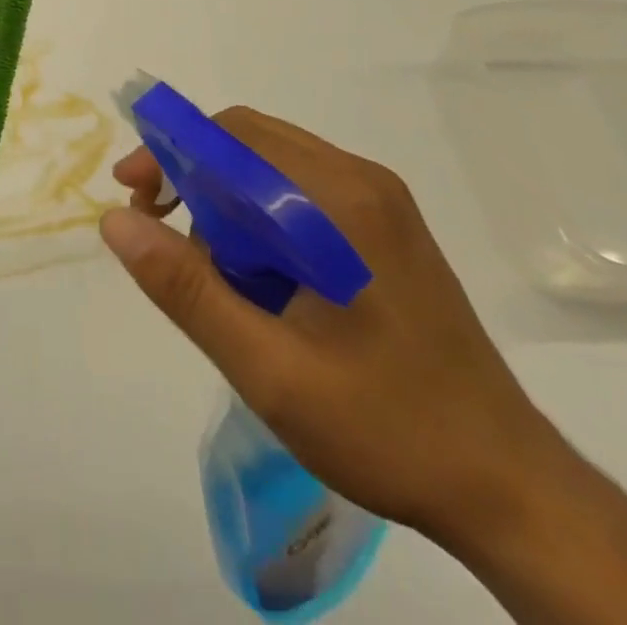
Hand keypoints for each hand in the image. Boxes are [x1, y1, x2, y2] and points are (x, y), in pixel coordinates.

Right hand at [100, 107, 574, 549]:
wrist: (511, 490)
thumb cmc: (386, 428)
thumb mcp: (268, 369)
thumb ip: (186, 289)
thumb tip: (115, 222)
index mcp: (339, 201)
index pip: (231, 136)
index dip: (169, 153)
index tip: (130, 194)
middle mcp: (362, 181)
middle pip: (249, 141)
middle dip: (190, 173)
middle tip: (154, 226)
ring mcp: (380, 202)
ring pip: (271, 165)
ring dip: (223, 197)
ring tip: (208, 268)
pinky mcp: (386, 228)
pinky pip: (299, 190)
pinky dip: (257, 215)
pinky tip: (256, 276)